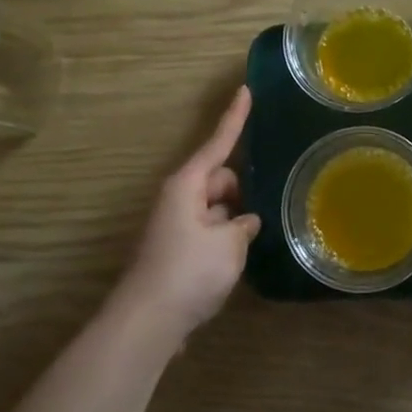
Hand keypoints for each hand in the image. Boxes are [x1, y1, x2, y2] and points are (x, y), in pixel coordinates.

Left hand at [117, 86, 261, 338]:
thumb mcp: (228, 244)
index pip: (218, 142)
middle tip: (263, 206)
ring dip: (234, 216)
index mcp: (187, 185)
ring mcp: (177, 226)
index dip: (235, 117)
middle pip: (219, 178)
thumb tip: (244, 222)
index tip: (246, 89)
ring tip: (256, 236)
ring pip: (216, 207)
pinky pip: (209, 230)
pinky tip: (241, 257)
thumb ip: (242, 225)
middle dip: (241, 187)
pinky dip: (225, 237)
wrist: (148, 322)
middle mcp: (179, 199)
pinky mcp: (178, 250)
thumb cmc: (189, 271)